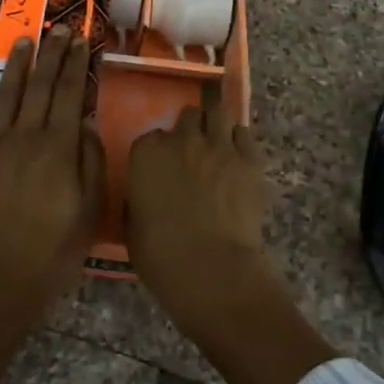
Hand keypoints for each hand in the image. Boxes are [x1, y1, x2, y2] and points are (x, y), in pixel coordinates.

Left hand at [0, 26, 103, 334]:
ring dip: (17, 65)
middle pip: (40, 86)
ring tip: (26, 41)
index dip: (76, 64)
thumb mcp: (88, 211)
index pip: (69, 94)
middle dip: (51, 54)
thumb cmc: (51, 253)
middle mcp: (24, 137)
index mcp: (58, 148)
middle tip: (58, 29)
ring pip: (6, 95)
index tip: (81, 39)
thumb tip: (85, 122)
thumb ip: (89, 161)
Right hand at [126, 98, 335, 383]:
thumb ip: (139, 199)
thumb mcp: (133, 228)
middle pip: (188, 116)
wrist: (213, 271)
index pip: (151, 137)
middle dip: (190, 130)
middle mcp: (182, 140)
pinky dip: (241, 141)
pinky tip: (239, 157)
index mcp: (147, 154)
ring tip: (218, 144)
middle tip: (193, 151)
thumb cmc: (162, 258)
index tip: (163, 168)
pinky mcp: (250, 159)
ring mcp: (219, 146)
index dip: (159, 152)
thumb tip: (147, 195)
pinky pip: (246, 134)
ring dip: (216, 126)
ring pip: (218, 113)